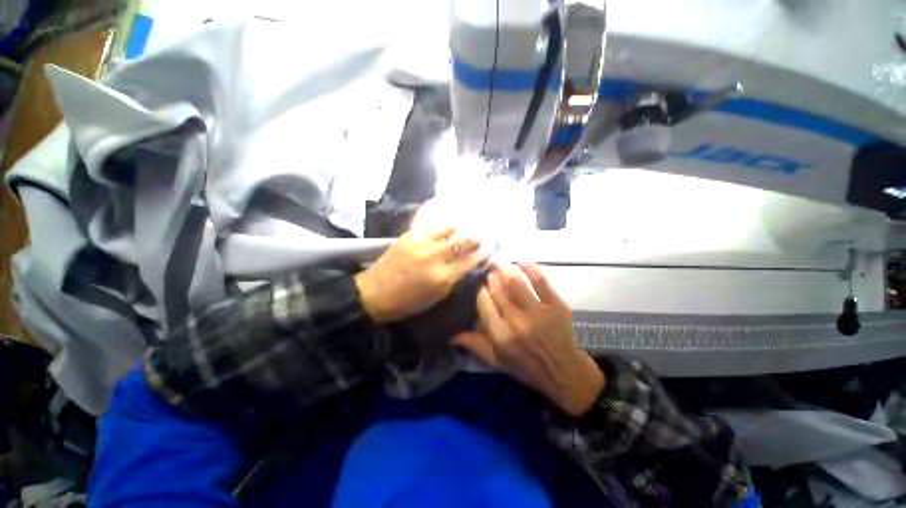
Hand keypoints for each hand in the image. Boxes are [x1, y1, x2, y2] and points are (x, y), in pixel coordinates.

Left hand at [355, 226, 485, 323]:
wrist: (374, 292)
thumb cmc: (407, 301)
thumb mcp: (436, 296)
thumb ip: (453, 278)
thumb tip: (467, 263)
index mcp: (442, 277)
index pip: (469, 260)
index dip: (480, 253)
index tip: (487, 249)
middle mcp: (435, 256)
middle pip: (462, 241)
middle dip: (474, 238)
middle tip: (480, 237)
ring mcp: (422, 243)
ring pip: (449, 229)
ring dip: (461, 230)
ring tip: (465, 231)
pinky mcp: (410, 235)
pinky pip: (434, 228)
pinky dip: (445, 229)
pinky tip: (448, 231)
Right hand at [454, 263, 604, 416]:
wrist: (565, 373)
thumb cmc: (528, 368)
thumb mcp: (497, 362)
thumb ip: (475, 345)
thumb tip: (451, 335)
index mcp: (500, 336)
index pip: (483, 303)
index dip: (480, 290)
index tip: (480, 284)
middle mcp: (516, 321)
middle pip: (497, 290)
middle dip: (491, 277)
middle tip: (489, 269)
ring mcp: (537, 312)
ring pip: (515, 282)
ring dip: (505, 268)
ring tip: (500, 262)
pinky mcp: (555, 305)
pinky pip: (540, 281)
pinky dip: (530, 268)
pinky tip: (522, 262)